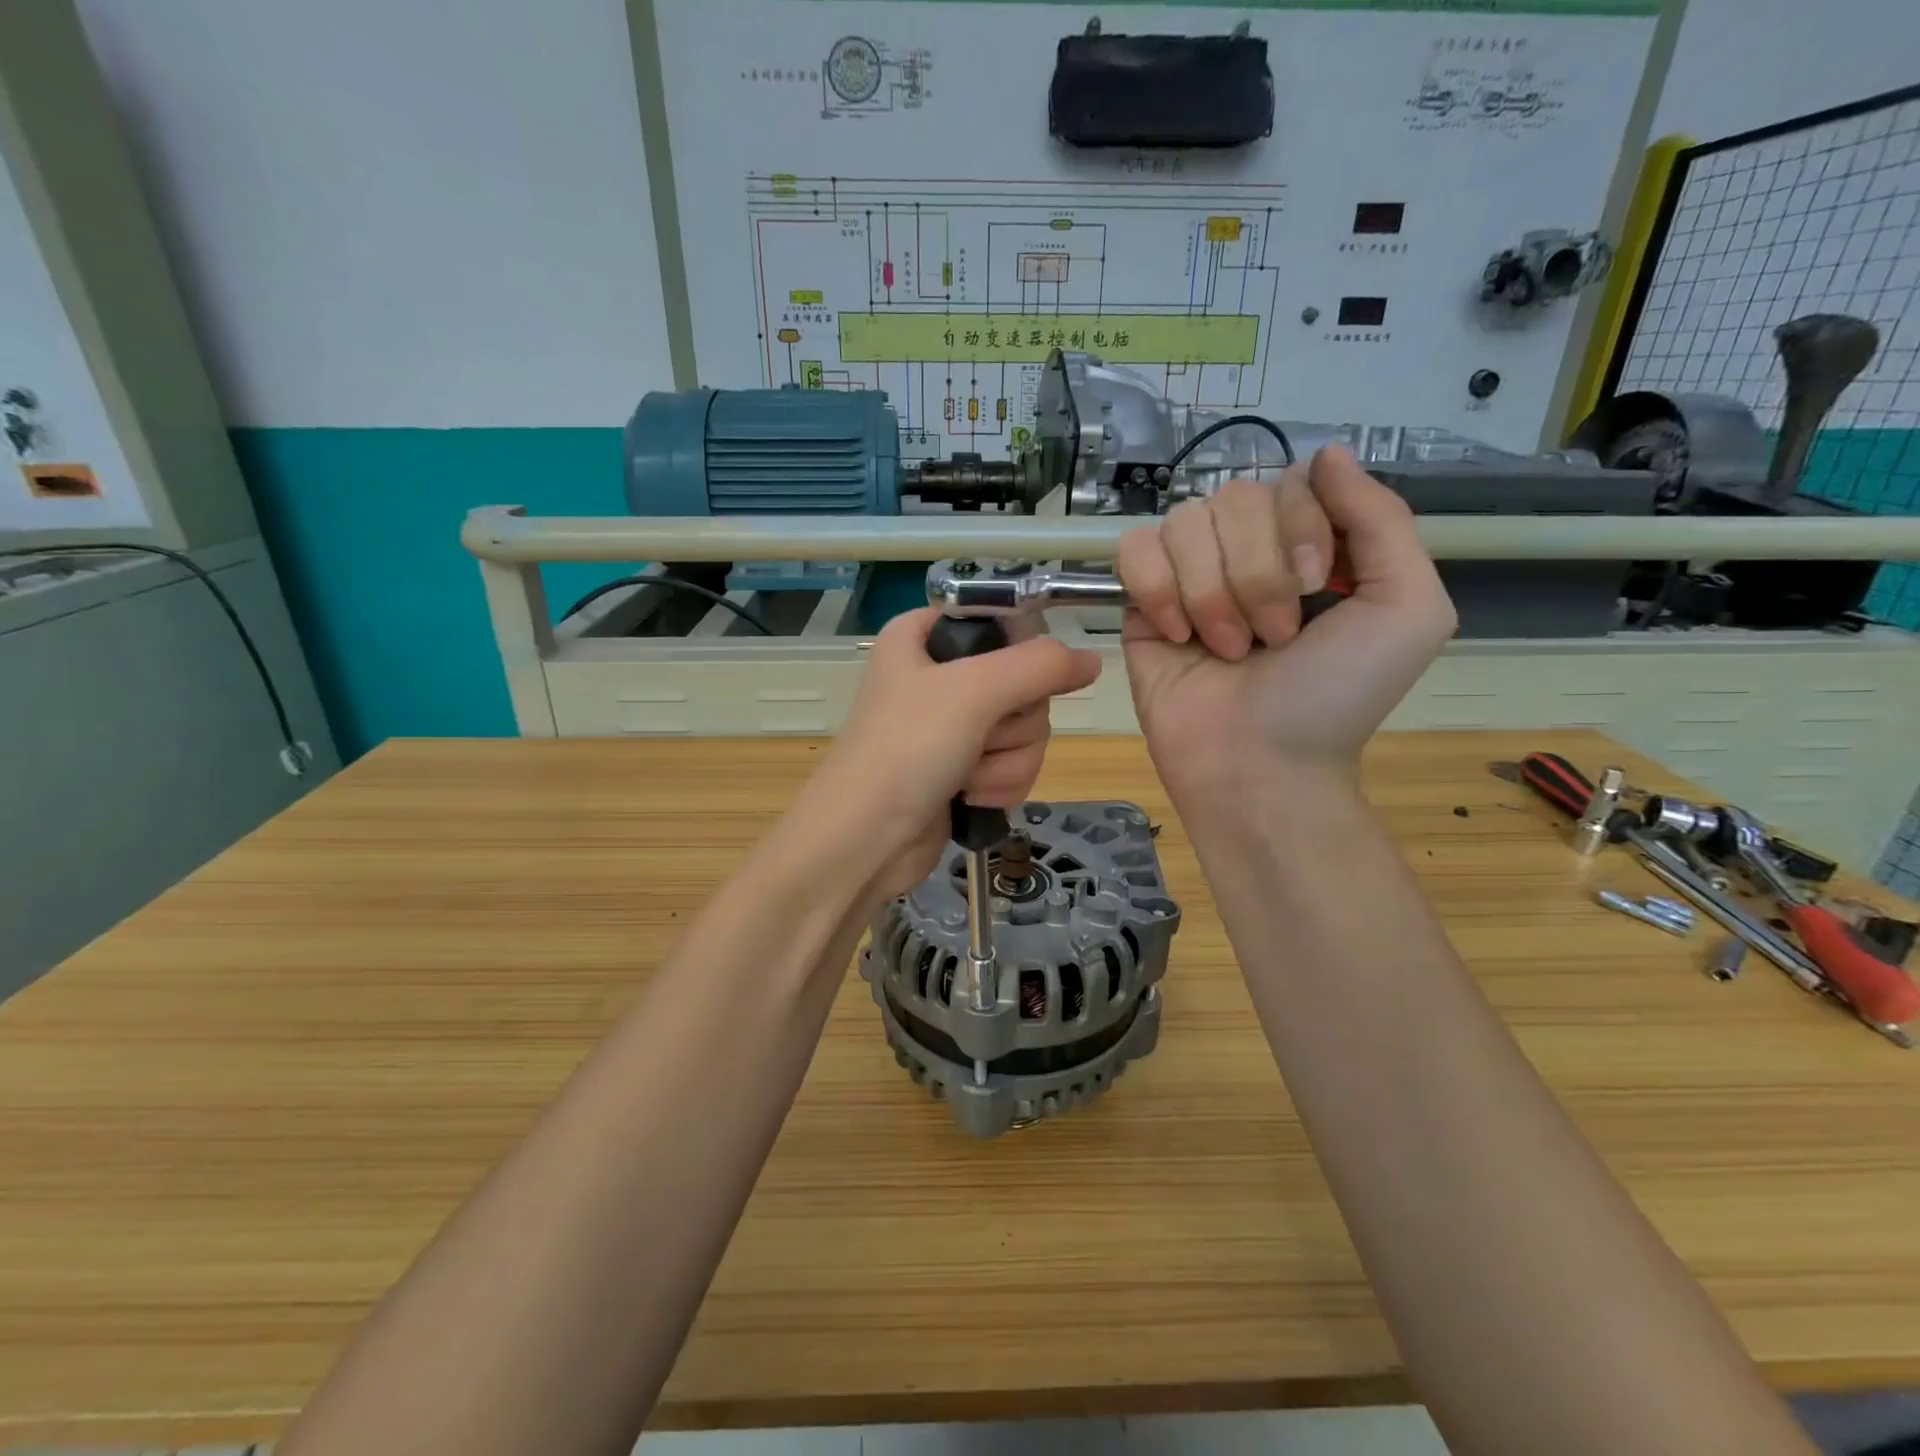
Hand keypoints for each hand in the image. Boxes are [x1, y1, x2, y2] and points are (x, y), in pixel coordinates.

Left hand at [803, 607, 1100, 897]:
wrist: (864, 840)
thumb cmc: (908, 749)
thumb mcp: (974, 691)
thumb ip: (1040, 666)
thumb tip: (1092, 660)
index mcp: (924, 637)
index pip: (1000, 621)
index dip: (1019, 650)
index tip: (1016, 679)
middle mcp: (939, 676)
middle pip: (1023, 683)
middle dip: (1013, 723)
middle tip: (980, 736)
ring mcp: (952, 727)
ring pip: (1025, 730)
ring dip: (1007, 761)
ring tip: (967, 776)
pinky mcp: (963, 769)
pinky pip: (1013, 764)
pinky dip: (1000, 783)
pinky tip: (971, 797)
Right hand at [1117, 445, 1455, 802]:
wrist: (1258, 765)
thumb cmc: (1336, 697)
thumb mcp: (1406, 608)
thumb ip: (1382, 519)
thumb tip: (1326, 453)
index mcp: (1309, 546)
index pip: (1291, 481)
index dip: (1300, 528)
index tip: (1319, 590)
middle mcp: (1247, 552)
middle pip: (1234, 498)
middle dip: (1257, 574)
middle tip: (1273, 639)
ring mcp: (1189, 576)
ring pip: (1183, 523)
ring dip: (1211, 593)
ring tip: (1226, 650)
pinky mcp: (1141, 604)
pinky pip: (1135, 550)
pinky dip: (1157, 590)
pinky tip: (1176, 635)